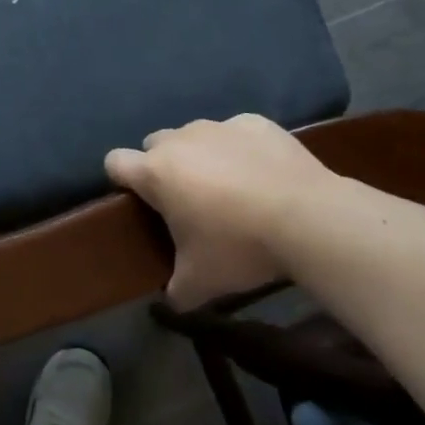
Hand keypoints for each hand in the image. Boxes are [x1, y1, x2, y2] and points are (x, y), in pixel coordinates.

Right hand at [107, 114, 346, 307]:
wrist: (308, 217)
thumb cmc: (240, 247)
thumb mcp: (201, 284)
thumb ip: (175, 292)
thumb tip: (169, 301)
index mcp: (156, 173)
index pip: (115, 162)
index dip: (121, 179)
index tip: (139, 200)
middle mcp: (180, 140)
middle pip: (155, 144)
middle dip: (164, 167)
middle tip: (188, 201)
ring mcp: (219, 126)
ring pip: (196, 135)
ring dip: (202, 156)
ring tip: (231, 189)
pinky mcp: (254, 122)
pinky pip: (236, 133)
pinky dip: (241, 149)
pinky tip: (264, 175)